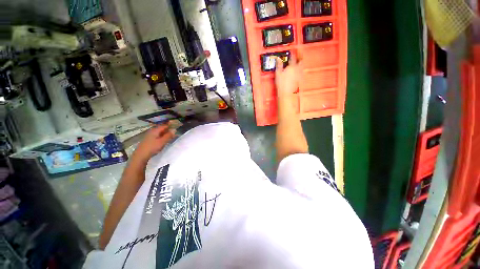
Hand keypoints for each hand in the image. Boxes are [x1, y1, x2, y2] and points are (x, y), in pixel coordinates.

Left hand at [131, 123, 174, 162]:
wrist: (141, 155)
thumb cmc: (152, 147)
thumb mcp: (162, 141)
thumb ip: (168, 135)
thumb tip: (174, 129)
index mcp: (155, 130)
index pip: (164, 126)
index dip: (170, 126)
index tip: (176, 127)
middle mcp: (152, 131)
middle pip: (161, 129)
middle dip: (168, 130)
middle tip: (174, 133)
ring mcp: (149, 136)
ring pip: (159, 133)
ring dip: (165, 134)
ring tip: (171, 137)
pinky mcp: (148, 140)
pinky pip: (157, 136)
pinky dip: (162, 137)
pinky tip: (164, 141)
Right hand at [275, 54, 301, 97]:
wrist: (286, 93)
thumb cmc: (282, 83)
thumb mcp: (278, 73)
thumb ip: (279, 65)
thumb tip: (278, 59)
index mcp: (292, 66)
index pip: (293, 57)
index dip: (292, 53)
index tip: (292, 51)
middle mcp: (297, 69)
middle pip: (300, 60)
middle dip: (299, 57)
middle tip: (298, 55)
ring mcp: (299, 74)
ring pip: (301, 66)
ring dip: (300, 63)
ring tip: (298, 62)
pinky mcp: (300, 79)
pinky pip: (301, 71)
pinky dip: (299, 69)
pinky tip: (297, 71)